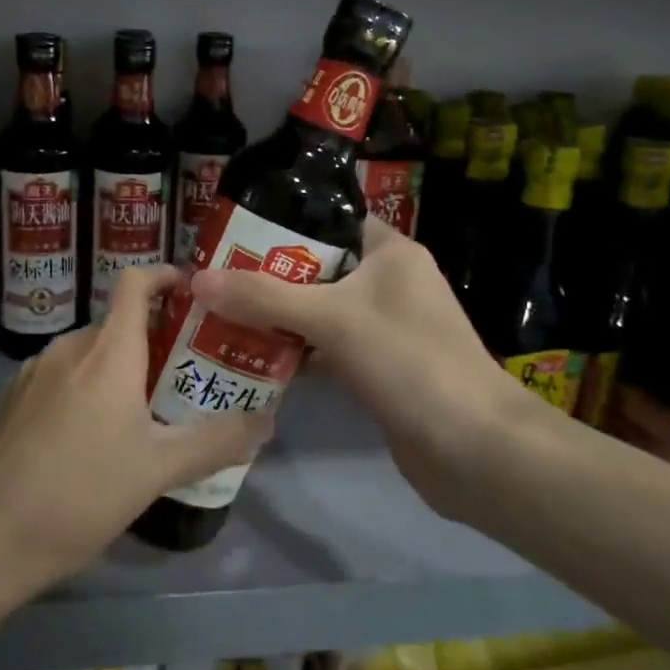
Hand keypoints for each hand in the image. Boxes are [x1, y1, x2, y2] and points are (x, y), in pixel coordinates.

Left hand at [0, 266, 272, 604]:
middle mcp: (66, 348)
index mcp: (106, 353)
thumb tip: (267, 420)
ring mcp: (31, 373)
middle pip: (117, 324)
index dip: (165, 276)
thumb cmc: (81, 495)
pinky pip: (60, 378)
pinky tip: (91, 440)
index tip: (194, 294)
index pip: (134, 283)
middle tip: (185, 378)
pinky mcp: (10, 401)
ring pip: (88, 355)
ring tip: (144, 414)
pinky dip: (85, 389)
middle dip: (154, 342)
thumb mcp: (158, 471)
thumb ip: (216, 441)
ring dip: (118, 370)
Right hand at [188, 218, 539, 523]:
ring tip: (220, 313)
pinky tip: (252, 358)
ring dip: (276, 316)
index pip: (331, 220)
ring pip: (319, 311)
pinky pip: (326, 349)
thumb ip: (263, 296)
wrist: (473, 449)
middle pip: (317, 268)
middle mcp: (389, 284)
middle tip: (214, 276)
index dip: (284, 222)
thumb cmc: (408, 361)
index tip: (233, 231)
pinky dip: (294, 352)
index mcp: (390, 253)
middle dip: (267, 274)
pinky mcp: (377, 369)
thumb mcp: (332, 318)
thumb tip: (196, 279)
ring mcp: (384, 329)